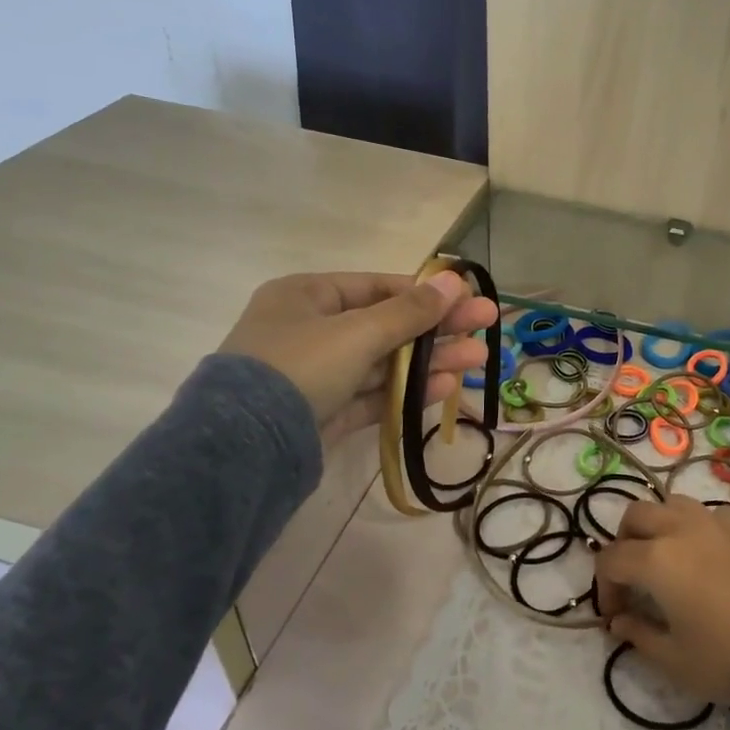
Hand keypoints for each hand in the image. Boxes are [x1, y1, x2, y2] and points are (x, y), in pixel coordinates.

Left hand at [219, 271, 497, 440]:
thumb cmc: (299, 367)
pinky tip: (446, 388)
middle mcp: (310, 330)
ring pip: (384, 363)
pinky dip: (407, 391)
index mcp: (306, 296)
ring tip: (479, 360)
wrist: (243, 450)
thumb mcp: (357, 332)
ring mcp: (318, 374)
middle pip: (387, 324)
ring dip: (430, 361)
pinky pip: (373, 395)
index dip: (425, 293)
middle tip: (487, 326)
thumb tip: (454, 279)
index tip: (467, 297)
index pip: (377, 287)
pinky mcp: (326, 413)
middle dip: (437, 328)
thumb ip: (410, 311)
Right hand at [595, 496, 729, 705]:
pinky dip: (693, 526)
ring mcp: (716, 520)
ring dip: (658, 525)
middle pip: (635, 516)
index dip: (605, 587)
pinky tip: (706, 556)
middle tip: (632, 577)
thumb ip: (639, 635)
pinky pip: (707, 513)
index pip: (611, 560)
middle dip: (624, 543)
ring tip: (666, 557)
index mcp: (656, 559)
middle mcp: (681, 528)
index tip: (616, 615)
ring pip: (671, 504)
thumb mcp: (675, 659)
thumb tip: (619, 622)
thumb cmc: (729, 658)